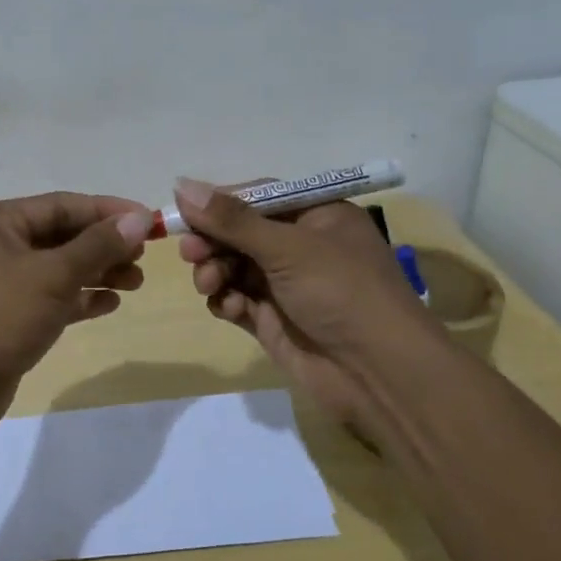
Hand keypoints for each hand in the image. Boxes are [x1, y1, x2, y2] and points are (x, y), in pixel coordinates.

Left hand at [0, 192, 152, 436]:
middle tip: (144, 257)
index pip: (62, 205)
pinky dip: (80, 298)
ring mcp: (1, 282)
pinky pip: (52, 297)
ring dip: (98, 272)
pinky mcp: (9, 316)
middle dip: (105, 245)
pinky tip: (111, 304)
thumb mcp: (53, 274)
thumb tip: (139, 219)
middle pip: (62, 235)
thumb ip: (98, 245)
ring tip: (136, 282)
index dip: (108, 211)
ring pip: (59, 268)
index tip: (149, 221)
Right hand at [174, 178, 443, 446]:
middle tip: (190, 253)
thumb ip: (231, 220)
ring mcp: (287, 285)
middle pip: (240, 232)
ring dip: (214, 272)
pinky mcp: (275, 320)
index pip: (257, 197)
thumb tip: (181, 184)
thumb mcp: (288, 248)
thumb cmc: (341, 293)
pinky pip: (237, 300)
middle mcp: (301, 246)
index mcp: (317, 216)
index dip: (219, 203)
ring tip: (209, 285)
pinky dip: (228, 301)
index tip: (183, 212)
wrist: (380, 376)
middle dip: (212, 242)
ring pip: (233, 267)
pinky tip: (231, 309)